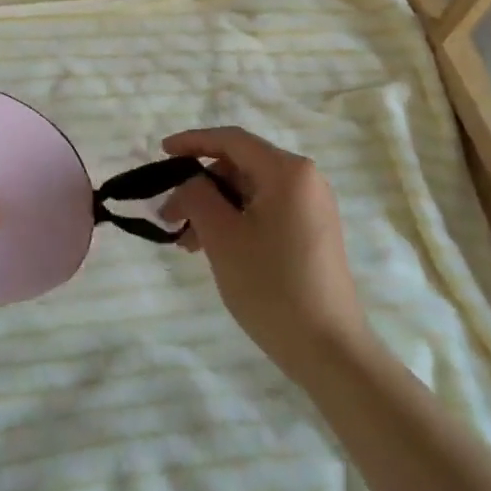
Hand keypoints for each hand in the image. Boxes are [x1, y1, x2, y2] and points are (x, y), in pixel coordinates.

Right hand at [162, 127, 369, 380]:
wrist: (329, 350)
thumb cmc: (272, 286)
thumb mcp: (222, 236)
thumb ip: (197, 195)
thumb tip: (189, 182)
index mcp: (288, 171)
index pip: (231, 140)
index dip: (193, 141)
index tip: (161, 152)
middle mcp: (305, 180)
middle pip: (240, 165)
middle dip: (201, 185)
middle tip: (170, 215)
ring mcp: (312, 207)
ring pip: (250, 191)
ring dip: (215, 208)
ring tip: (187, 243)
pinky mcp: (313, 233)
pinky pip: (266, 211)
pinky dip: (236, 221)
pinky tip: (214, 248)